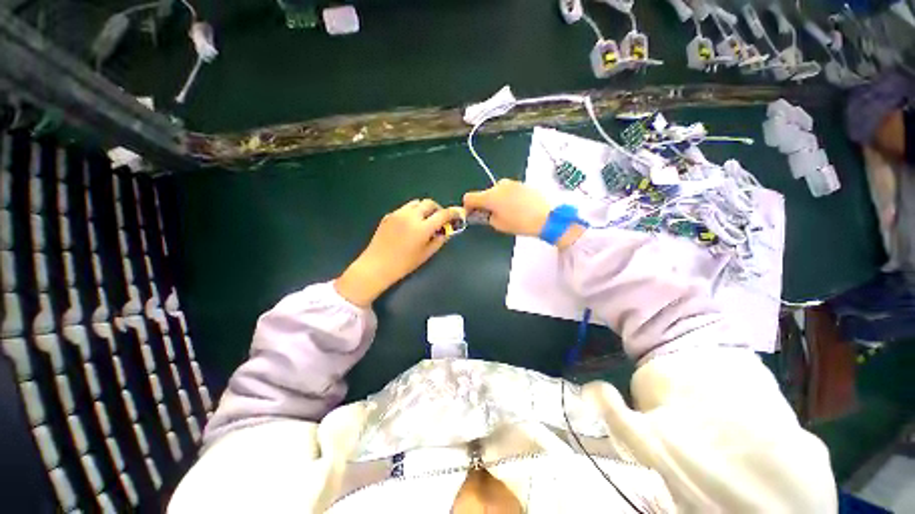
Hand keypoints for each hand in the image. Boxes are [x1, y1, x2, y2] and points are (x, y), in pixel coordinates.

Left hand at [335, 199, 461, 306]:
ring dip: (424, 209)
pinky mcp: (389, 215)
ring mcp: (398, 214)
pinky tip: (409, 225)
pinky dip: (412, 212)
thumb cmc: (404, 264)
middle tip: (438, 219)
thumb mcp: (426, 254)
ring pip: (416, 203)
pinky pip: (405, 208)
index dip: (452, 213)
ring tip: (424, 221)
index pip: (442, 214)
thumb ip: (439, 240)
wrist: (376, 265)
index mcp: (422, 228)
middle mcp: (411, 216)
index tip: (456, 216)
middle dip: (437, 209)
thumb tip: (446, 231)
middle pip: (429, 203)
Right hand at [463, 179, 585, 247]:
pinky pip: (508, 190)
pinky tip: (517, 207)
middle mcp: (499, 185)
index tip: (472, 214)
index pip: (469, 197)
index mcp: (490, 196)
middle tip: (492, 216)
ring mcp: (511, 183)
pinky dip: (507, 198)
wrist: (546, 217)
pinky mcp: (522, 184)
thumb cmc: (520, 223)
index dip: (467, 207)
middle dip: (485, 204)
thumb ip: (486, 217)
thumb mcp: (498, 224)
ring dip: (497, 200)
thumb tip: (483, 213)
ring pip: (497, 191)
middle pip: (484, 194)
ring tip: (507, 213)